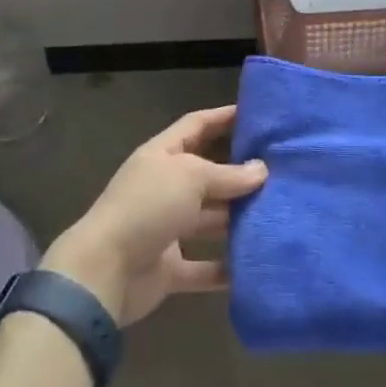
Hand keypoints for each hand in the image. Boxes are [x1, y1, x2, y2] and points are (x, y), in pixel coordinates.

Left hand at [40, 106, 266, 325]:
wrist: (104, 272)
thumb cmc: (147, 207)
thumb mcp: (190, 177)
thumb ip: (227, 175)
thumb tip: (261, 170)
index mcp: (162, 156)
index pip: (196, 126)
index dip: (223, 117)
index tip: (257, 115)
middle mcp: (165, 187)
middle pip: (207, 175)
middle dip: (240, 174)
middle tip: (281, 173)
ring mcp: (166, 229)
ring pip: (209, 220)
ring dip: (237, 220)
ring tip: (279, 216)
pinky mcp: (169, 268)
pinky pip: (204, 266)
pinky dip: (226, 267)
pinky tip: (257, 264)